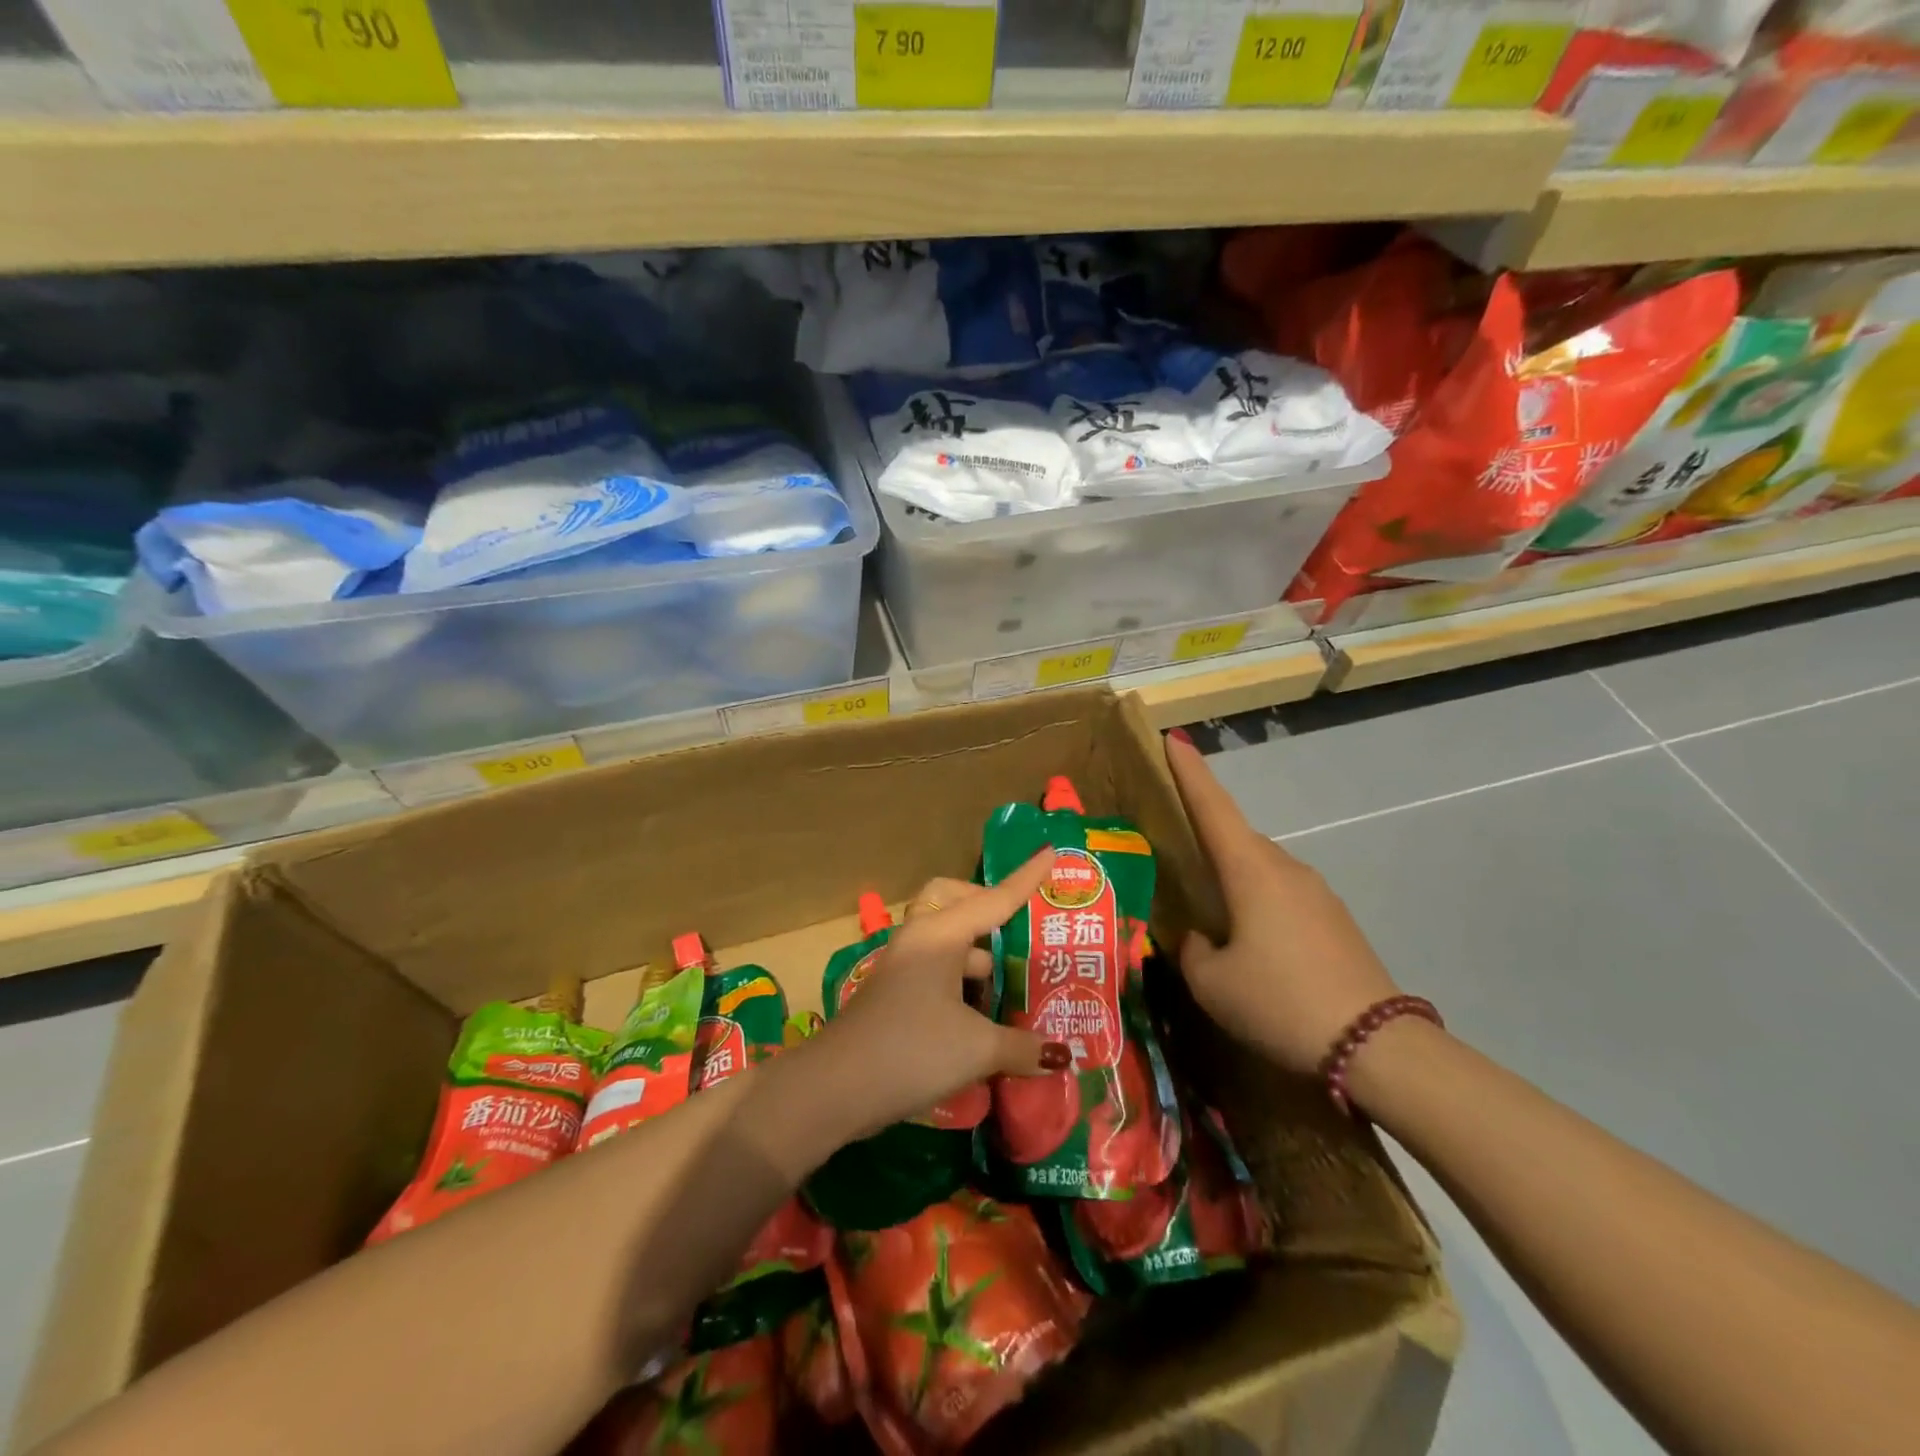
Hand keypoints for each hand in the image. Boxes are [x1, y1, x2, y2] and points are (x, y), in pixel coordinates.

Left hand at [815, 852, 1069, 1135]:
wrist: (833, 1087)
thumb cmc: (910, 1050)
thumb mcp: (976, 1049)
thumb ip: (1022, 1047)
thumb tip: (1063, 1055)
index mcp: (940, 935)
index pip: (994, 898)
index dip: (1026, 878)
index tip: (1050, 852)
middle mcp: (921, 940)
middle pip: (954, 901)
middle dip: (987, 907)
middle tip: (1020, 932)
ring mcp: (904, 966)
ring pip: (947, 940)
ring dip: (978, 953)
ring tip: (1017, 980)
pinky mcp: (897, 994)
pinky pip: (938, 970)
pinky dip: (963, 982)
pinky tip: (987, 1015)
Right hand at [1165, 735, 1400, 1075]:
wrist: (1374, 1046)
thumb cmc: (1279, 1002)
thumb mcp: (1212, 983)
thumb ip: (1192, 949)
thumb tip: (1199, 938)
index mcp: (1251, 871)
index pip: (1212, 806)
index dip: (1190, 771)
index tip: (1173, 738)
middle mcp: (1286, 869)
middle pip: (1236, 838)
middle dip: (1207, 837)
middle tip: (1176, 852)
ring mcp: (1317, 893)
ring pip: (1261, 870)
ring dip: (1234, 879)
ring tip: (1211, 914)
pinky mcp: (1335, 921)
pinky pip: (1283, 895)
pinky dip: (1259, 903)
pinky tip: (1252, 943)